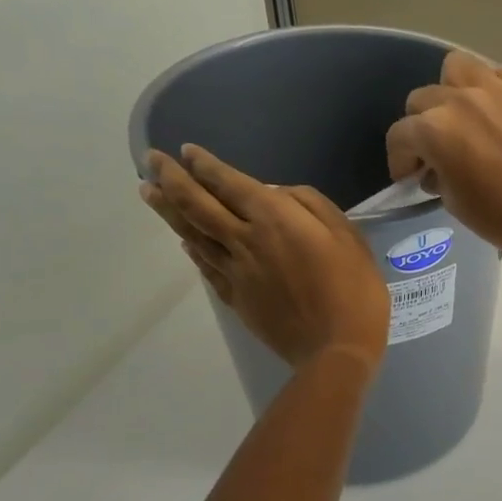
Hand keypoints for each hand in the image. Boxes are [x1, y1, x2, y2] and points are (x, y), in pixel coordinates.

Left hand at [142, 147, 388, 369]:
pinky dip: (191, 248)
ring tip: (148, 191)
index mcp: (275, 220)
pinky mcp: (235, 297)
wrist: (335, 348)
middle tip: (152, 160)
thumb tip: (279, 195)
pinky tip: (184, 240)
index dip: (207, 166)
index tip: (186, 151)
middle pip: (198, 205)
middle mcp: (245, 240)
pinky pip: (205, 266)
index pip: (230, 184)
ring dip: (168, 210)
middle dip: (172, 179)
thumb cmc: (354, 289)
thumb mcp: (349, 237)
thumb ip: (313, 206)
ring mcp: (235, 271)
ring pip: (193, 234)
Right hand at [385, 49, 501, 261]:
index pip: (400, 135)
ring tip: (464, 118)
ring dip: (452, 91)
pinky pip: (499, 74)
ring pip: (457, 69)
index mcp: (435, 130)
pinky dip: (493, 90)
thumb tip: (434, 168)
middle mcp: (460, 99)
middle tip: (436, 152)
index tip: (409, 177)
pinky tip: (500, 113)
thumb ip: (437, 176)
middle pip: (423, 99)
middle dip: (422, 126)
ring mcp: (497, 88)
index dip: (399, 159)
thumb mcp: (455, 203)